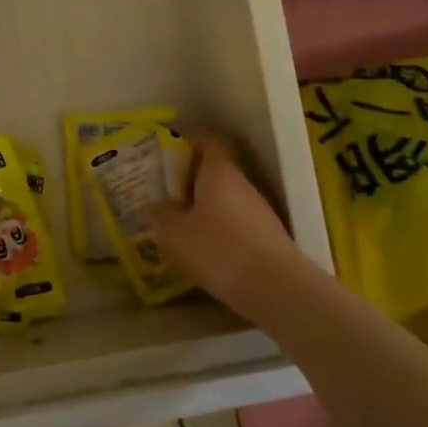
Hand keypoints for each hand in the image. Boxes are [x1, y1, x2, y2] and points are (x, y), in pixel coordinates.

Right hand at [152, 133, 305, 312]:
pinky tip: (201, 244)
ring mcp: (258, 210)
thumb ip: (161, 215)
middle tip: (164, 187)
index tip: (169, 146)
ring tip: (178, 218)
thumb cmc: (218, 249)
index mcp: (219, 172)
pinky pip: (235, 220)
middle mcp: (242, 183)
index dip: (191, 139)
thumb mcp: (175, 234)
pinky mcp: (266, 235)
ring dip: (204, 203)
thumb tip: (152, 204)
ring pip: (226, 197)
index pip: (209, 141)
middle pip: (217, 170)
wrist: (275, 287)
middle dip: (191, 176)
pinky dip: (217, 225)